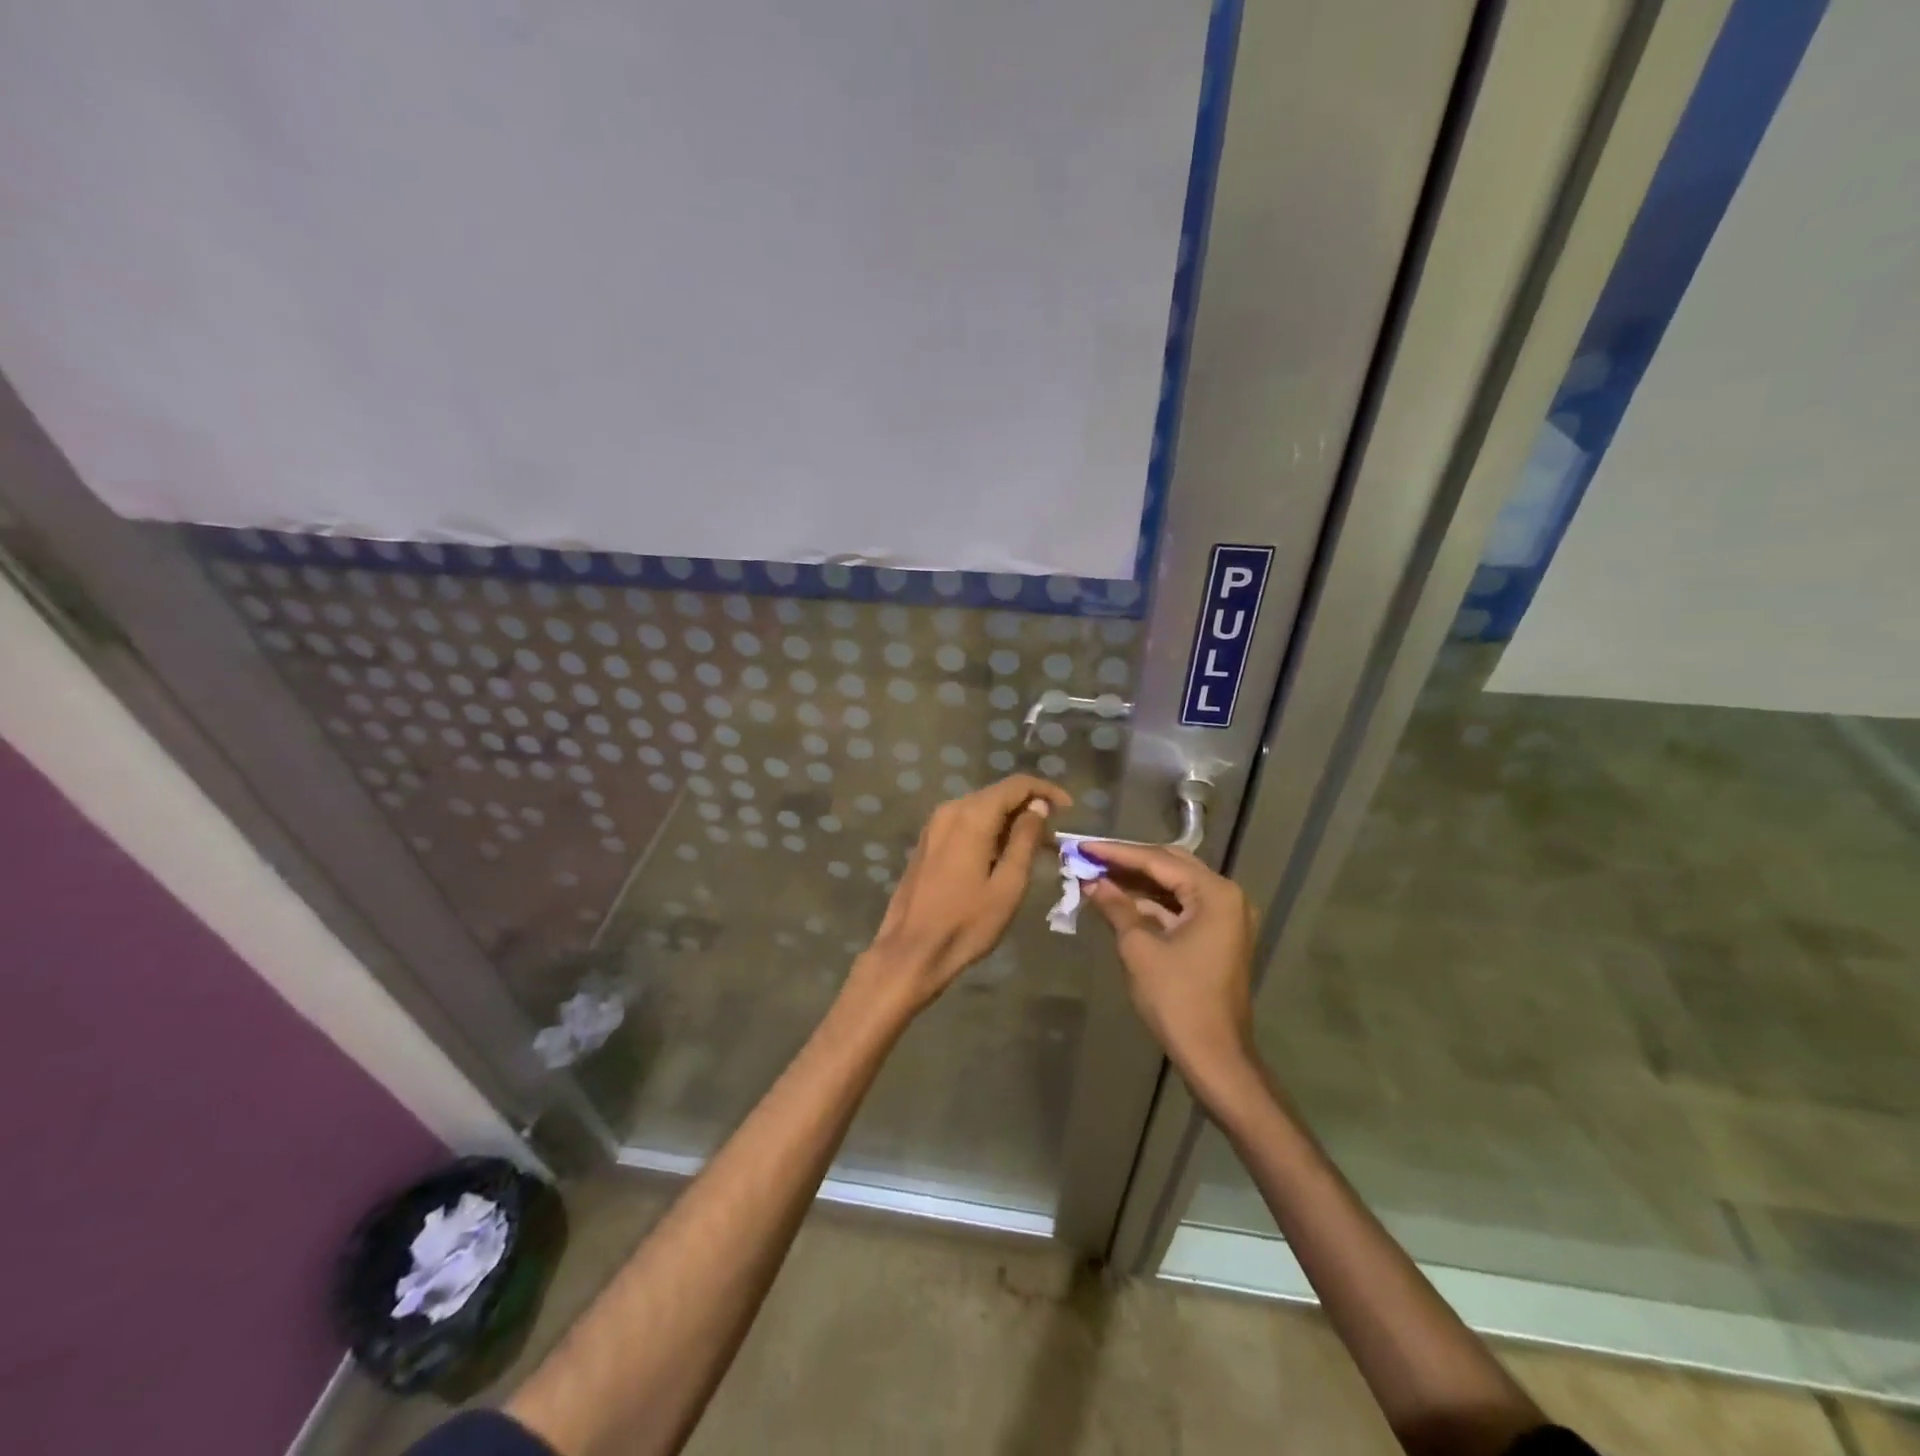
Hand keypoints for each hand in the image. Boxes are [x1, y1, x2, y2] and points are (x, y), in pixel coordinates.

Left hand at [847, 775, 1071, 1018]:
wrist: (911, 951)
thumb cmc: (966, 923)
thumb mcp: (1008, 885)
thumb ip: (1025, 840)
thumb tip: (1037, 807)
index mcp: (972, 816)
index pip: (1016, 785)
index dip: (1046, 791)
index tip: (1069, 810)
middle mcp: (950, 810)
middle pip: (997, 794)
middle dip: (1028, 808)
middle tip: (1053, 838)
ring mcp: (934, 825)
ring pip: (980, 809)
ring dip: (1008, 821)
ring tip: (1032, 849)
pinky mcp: (927, 842)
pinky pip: (964, 823)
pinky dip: (987, 830)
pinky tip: (1000, 856)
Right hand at [1083, 842, 1256, 1082]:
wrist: (1214, 1056)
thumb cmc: (1177, 999)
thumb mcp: (1139, 948)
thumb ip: (1117, 907)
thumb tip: (1093, 882)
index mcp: (1215, 893)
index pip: (1158, 860)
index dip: (1117, 853)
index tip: (1082, 845)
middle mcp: (1226, 896)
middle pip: (1170, 865)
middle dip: (1128, 862)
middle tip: (1090, 857)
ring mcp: (1225, 917)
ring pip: (1175, 886)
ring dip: (1138, 882)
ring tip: (1098, 874)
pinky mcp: (1217, 936)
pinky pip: (1181, 907)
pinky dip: (1151, 903)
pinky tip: (1119, 899)